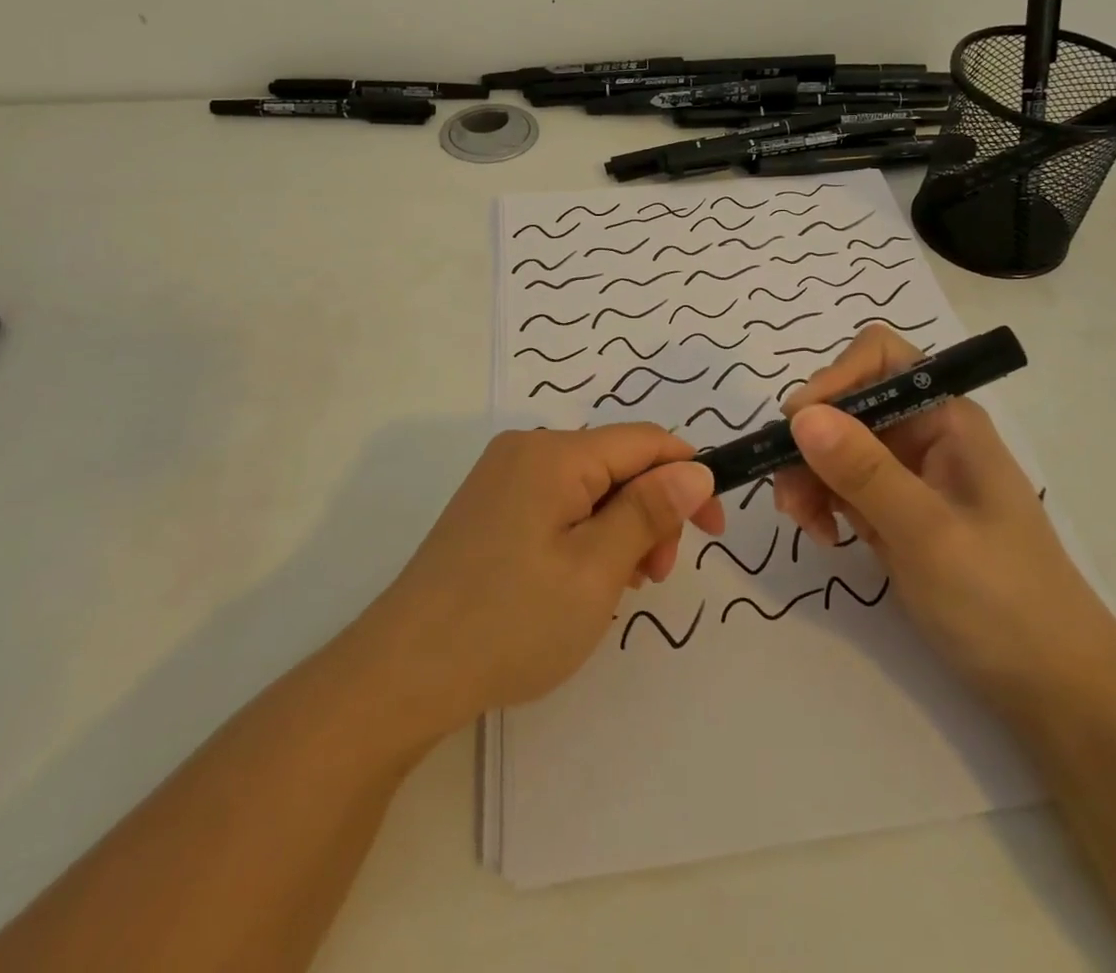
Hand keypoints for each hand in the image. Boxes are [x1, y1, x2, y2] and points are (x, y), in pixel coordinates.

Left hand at [360, 425, 724, 736]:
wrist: (402, 674)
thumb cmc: (510, 622)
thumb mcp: (595, 570)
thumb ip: (648, 512)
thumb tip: (695, 469)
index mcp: (554, 454)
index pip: (645, 441)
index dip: (688, 477)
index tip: (713, 530)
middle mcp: (526, 451)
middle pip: (616, 464)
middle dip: (649, 512)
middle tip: (651, 579)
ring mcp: (502, 478)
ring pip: (589, 487)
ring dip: (618, 529)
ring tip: (614, 591)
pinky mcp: (489, 507)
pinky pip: (557, 504)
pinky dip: (584, 535)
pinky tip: (578, 583)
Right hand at [773, 325, 1115, 714]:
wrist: (1052, 686)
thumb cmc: (1003, 601)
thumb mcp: (928, 533)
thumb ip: (864, 471)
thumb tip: (800, 414)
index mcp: (944, 417)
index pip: (878, 358)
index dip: (834, 379)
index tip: (799, 426)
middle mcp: (922, 433)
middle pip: (845, 403)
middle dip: (810, 440)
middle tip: (790, 494)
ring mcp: (905, 473)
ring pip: (833, 445)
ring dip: (806, 475)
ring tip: (803, 524)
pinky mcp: (891, 510)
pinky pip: (839, 484)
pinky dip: (819, 501)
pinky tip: (824, 536)